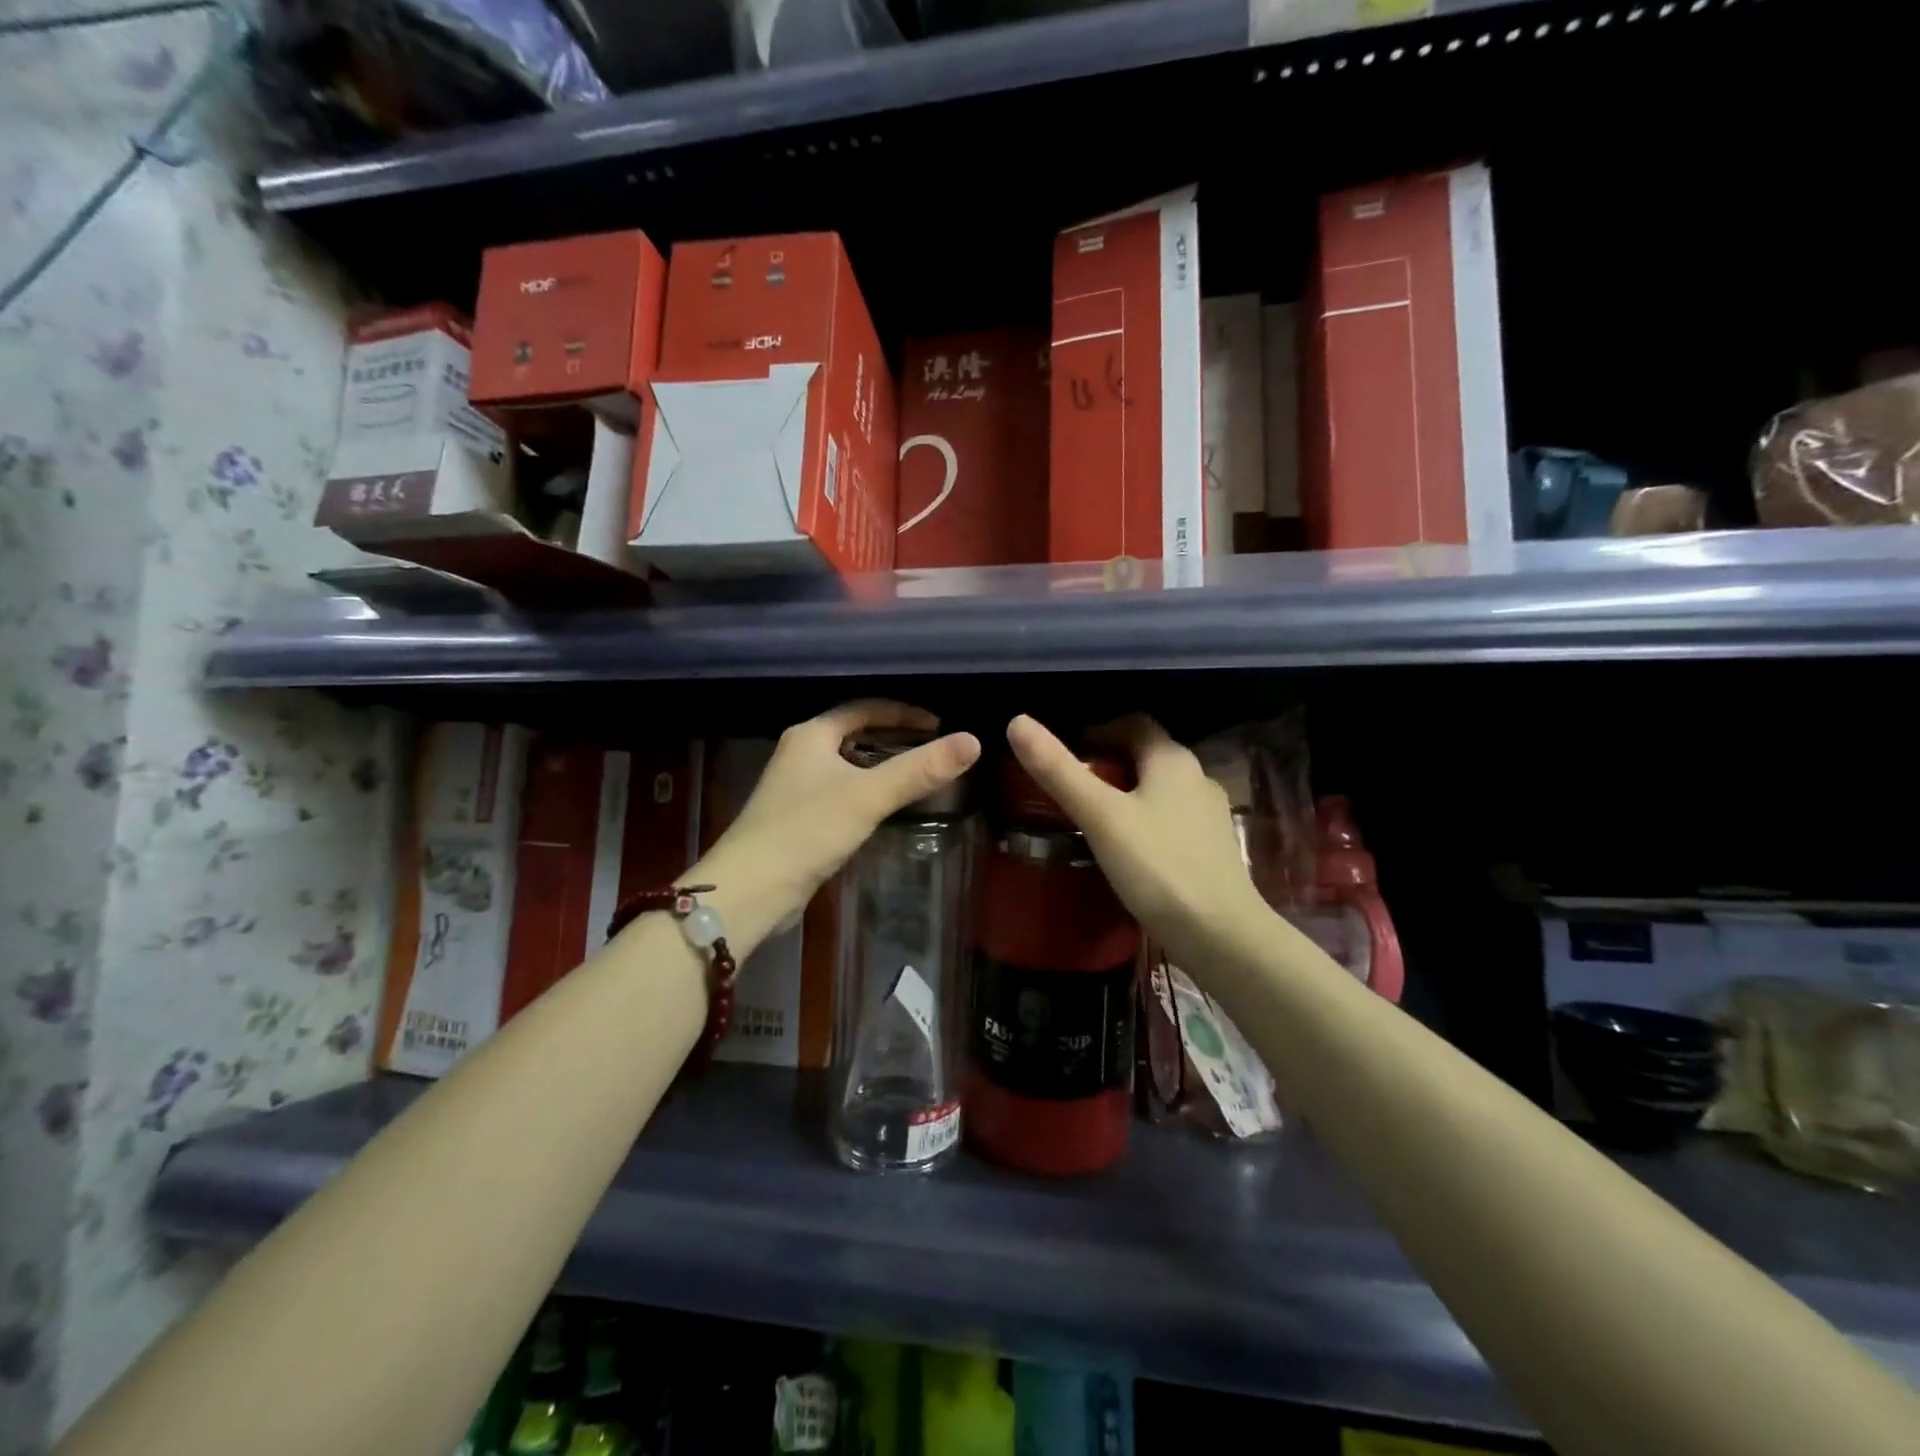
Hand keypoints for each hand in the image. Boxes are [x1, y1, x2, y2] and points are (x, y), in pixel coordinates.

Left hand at [698, 701, 980, 955]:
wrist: (751, 890)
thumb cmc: (807, 830)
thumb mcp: (868, 796)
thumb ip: (920, 770)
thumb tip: (973, 742)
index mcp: (811, 735)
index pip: (863, 709)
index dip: (903, 713)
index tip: (939, 725)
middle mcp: (801, 754)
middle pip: (855, 735)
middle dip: (894, 738)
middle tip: (934, 749)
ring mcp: (797, 788)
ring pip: (849, 766)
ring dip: (882, 766)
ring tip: (919, 776)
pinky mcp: (799, 820)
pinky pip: (842, 793)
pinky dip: (868, 792)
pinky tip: (887, 809)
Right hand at [1005, 714, 1265, 968]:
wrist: (1221, 936)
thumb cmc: (1158, 867)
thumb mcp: (1100, 816)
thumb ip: (1058, 771)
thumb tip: (1017, 722)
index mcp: (1172, 759)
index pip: (1132, 723)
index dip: (1096, 731)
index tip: (1063, 753)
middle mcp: (1197, 777)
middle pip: (1145, 756)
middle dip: (1107, 764)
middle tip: (1068, 787)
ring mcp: (1209, 815)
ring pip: (1158, 790)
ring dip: (1126, 795)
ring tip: (1090, 819)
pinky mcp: (1211, 849)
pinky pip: (1170, 821)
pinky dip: (1143, 823)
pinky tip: (1124, 850)